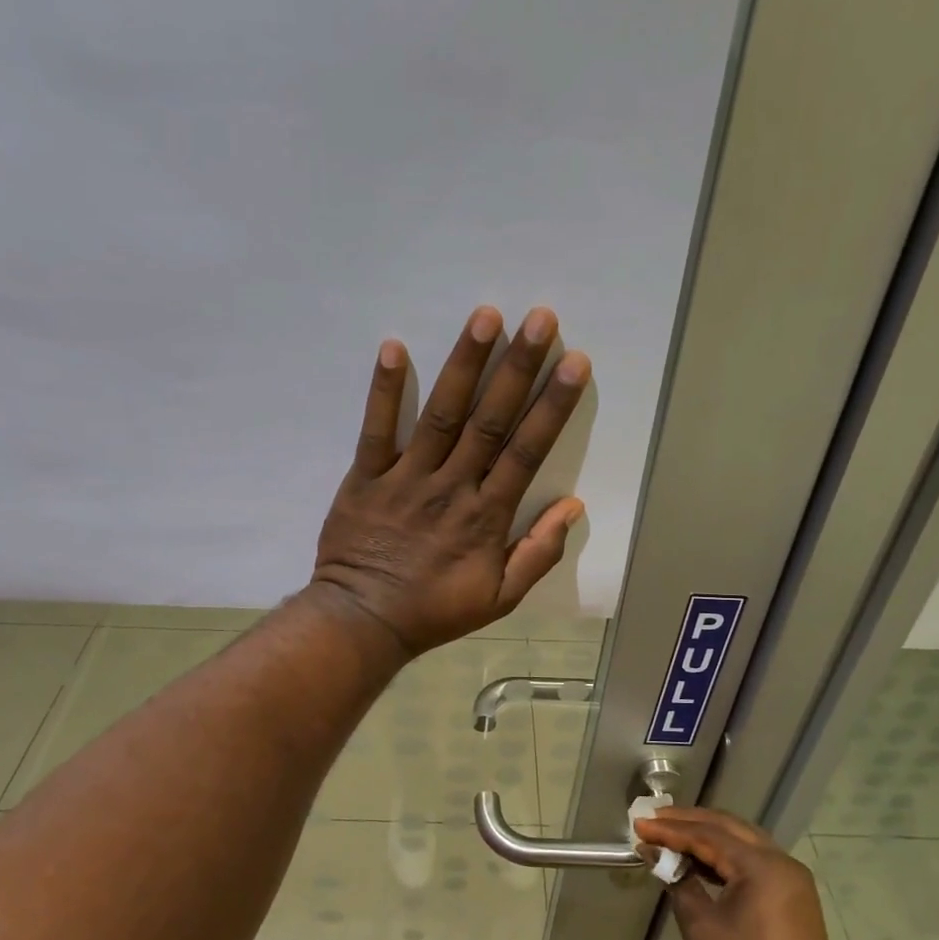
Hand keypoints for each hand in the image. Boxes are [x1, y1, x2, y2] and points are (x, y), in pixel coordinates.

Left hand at [311, 305, 588, 654]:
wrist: (364, 622)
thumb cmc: (434, 611)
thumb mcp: (499, 598)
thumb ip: (538, 553)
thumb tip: (573, 506)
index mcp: (486, 516)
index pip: (526, 451)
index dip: (552, 405)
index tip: (574, 362)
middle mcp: (451, 488)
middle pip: (490, 421)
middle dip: (518, 368)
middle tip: (540, 319)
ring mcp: (405, 479)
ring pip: (441, 415)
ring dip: (464, 365)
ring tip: (485, 317)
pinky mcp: (365, 478)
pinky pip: (375, 430)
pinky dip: (384, 391)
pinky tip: (393, 348)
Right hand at [635, 808, 856, 939]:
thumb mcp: (702, 927)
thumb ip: (678, 882)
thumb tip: (656, 855)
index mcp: (763, 866)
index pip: (708, 835)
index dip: (670, 830)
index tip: (639, 825)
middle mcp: (782, 863)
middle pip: (729, 828)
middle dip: (689, 822)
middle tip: (654, 820)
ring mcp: (793, 880)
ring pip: (744, 842)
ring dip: (708, 837)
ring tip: (671, 837)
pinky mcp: (794, 898)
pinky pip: (755, 863)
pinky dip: (726, 857)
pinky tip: (701, 864)